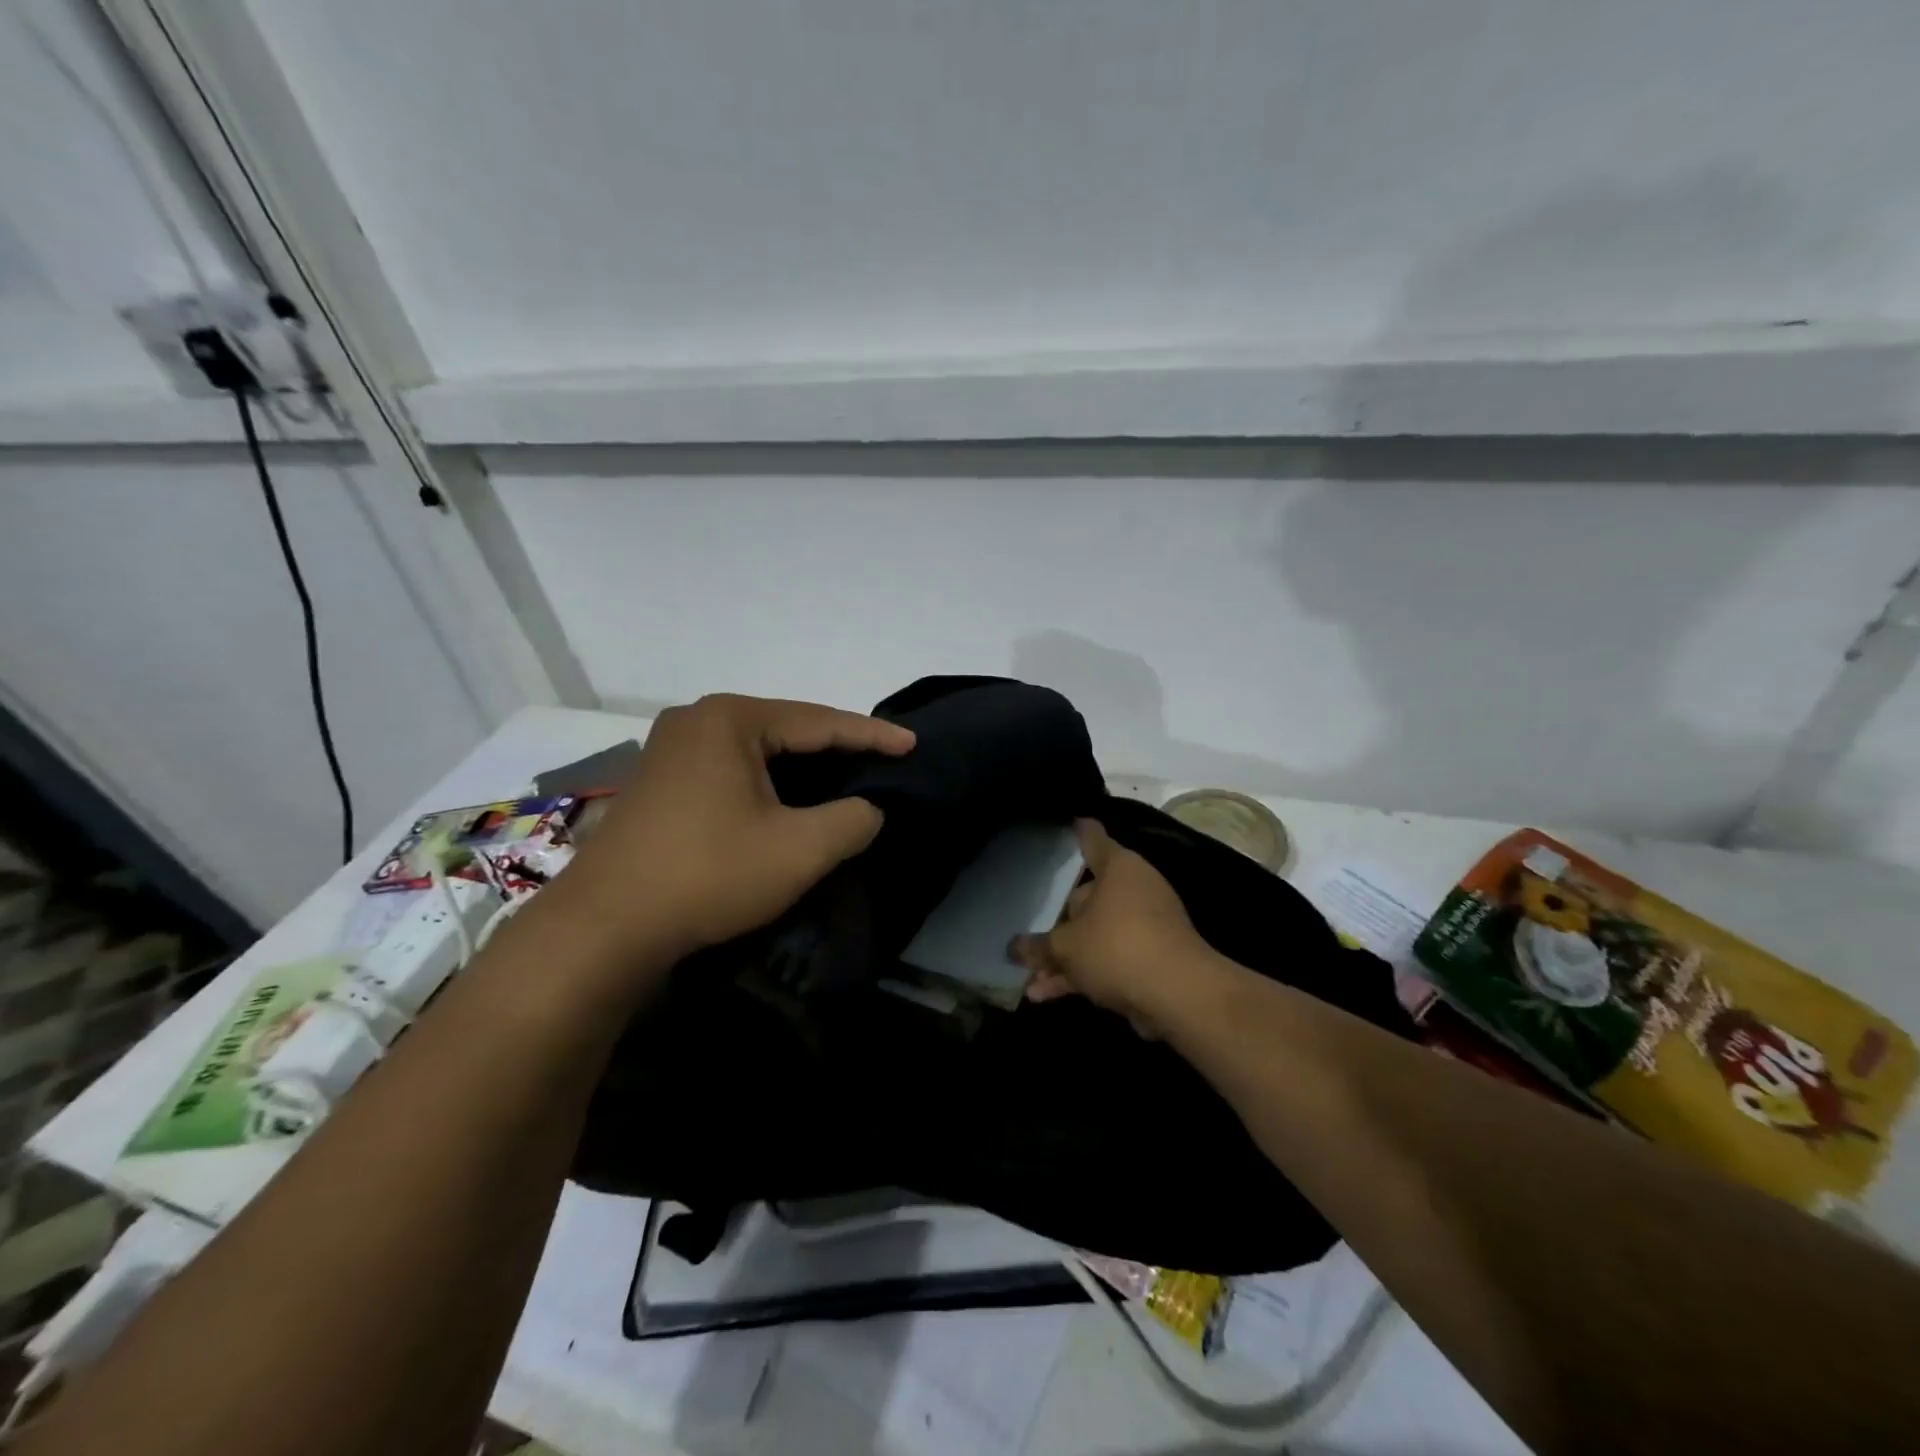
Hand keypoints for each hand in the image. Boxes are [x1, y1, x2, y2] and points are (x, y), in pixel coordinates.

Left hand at [543, 693, 914, 965]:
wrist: (604, 927)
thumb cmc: (708, 874)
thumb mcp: (799, 850)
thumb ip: (852, 820)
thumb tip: (868, 809)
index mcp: (730, 719)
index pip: (819, 721)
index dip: (872, 735)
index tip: (913, 745)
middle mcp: (698, 719)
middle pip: (787, 729)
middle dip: (837, 748)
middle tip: (884, 761)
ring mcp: (672, 748)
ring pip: (759, 751)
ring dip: (803, 768)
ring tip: (848, 777)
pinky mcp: (661, 780)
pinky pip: (733, 768)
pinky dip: (770, 782)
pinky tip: (791, 799)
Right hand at [1010, 818, 1217, 1036]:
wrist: (1180, 995)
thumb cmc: (1118, 947)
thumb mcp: (1066, 947)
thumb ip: (1038, 947)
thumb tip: (1014, 948)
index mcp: (1118, 868)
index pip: (1093, 839)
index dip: (1078, 831)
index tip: (1068, 821)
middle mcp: (1134, 889)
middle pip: (1087, 897)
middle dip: (1057, 921)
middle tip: (1029, 930)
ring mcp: (1145, 926)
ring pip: (1095, 935)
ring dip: (1064, 958)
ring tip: (1030, 979)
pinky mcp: (1150, 960)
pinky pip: (1107, 960)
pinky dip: (1082, 974)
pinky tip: (1046, 995)